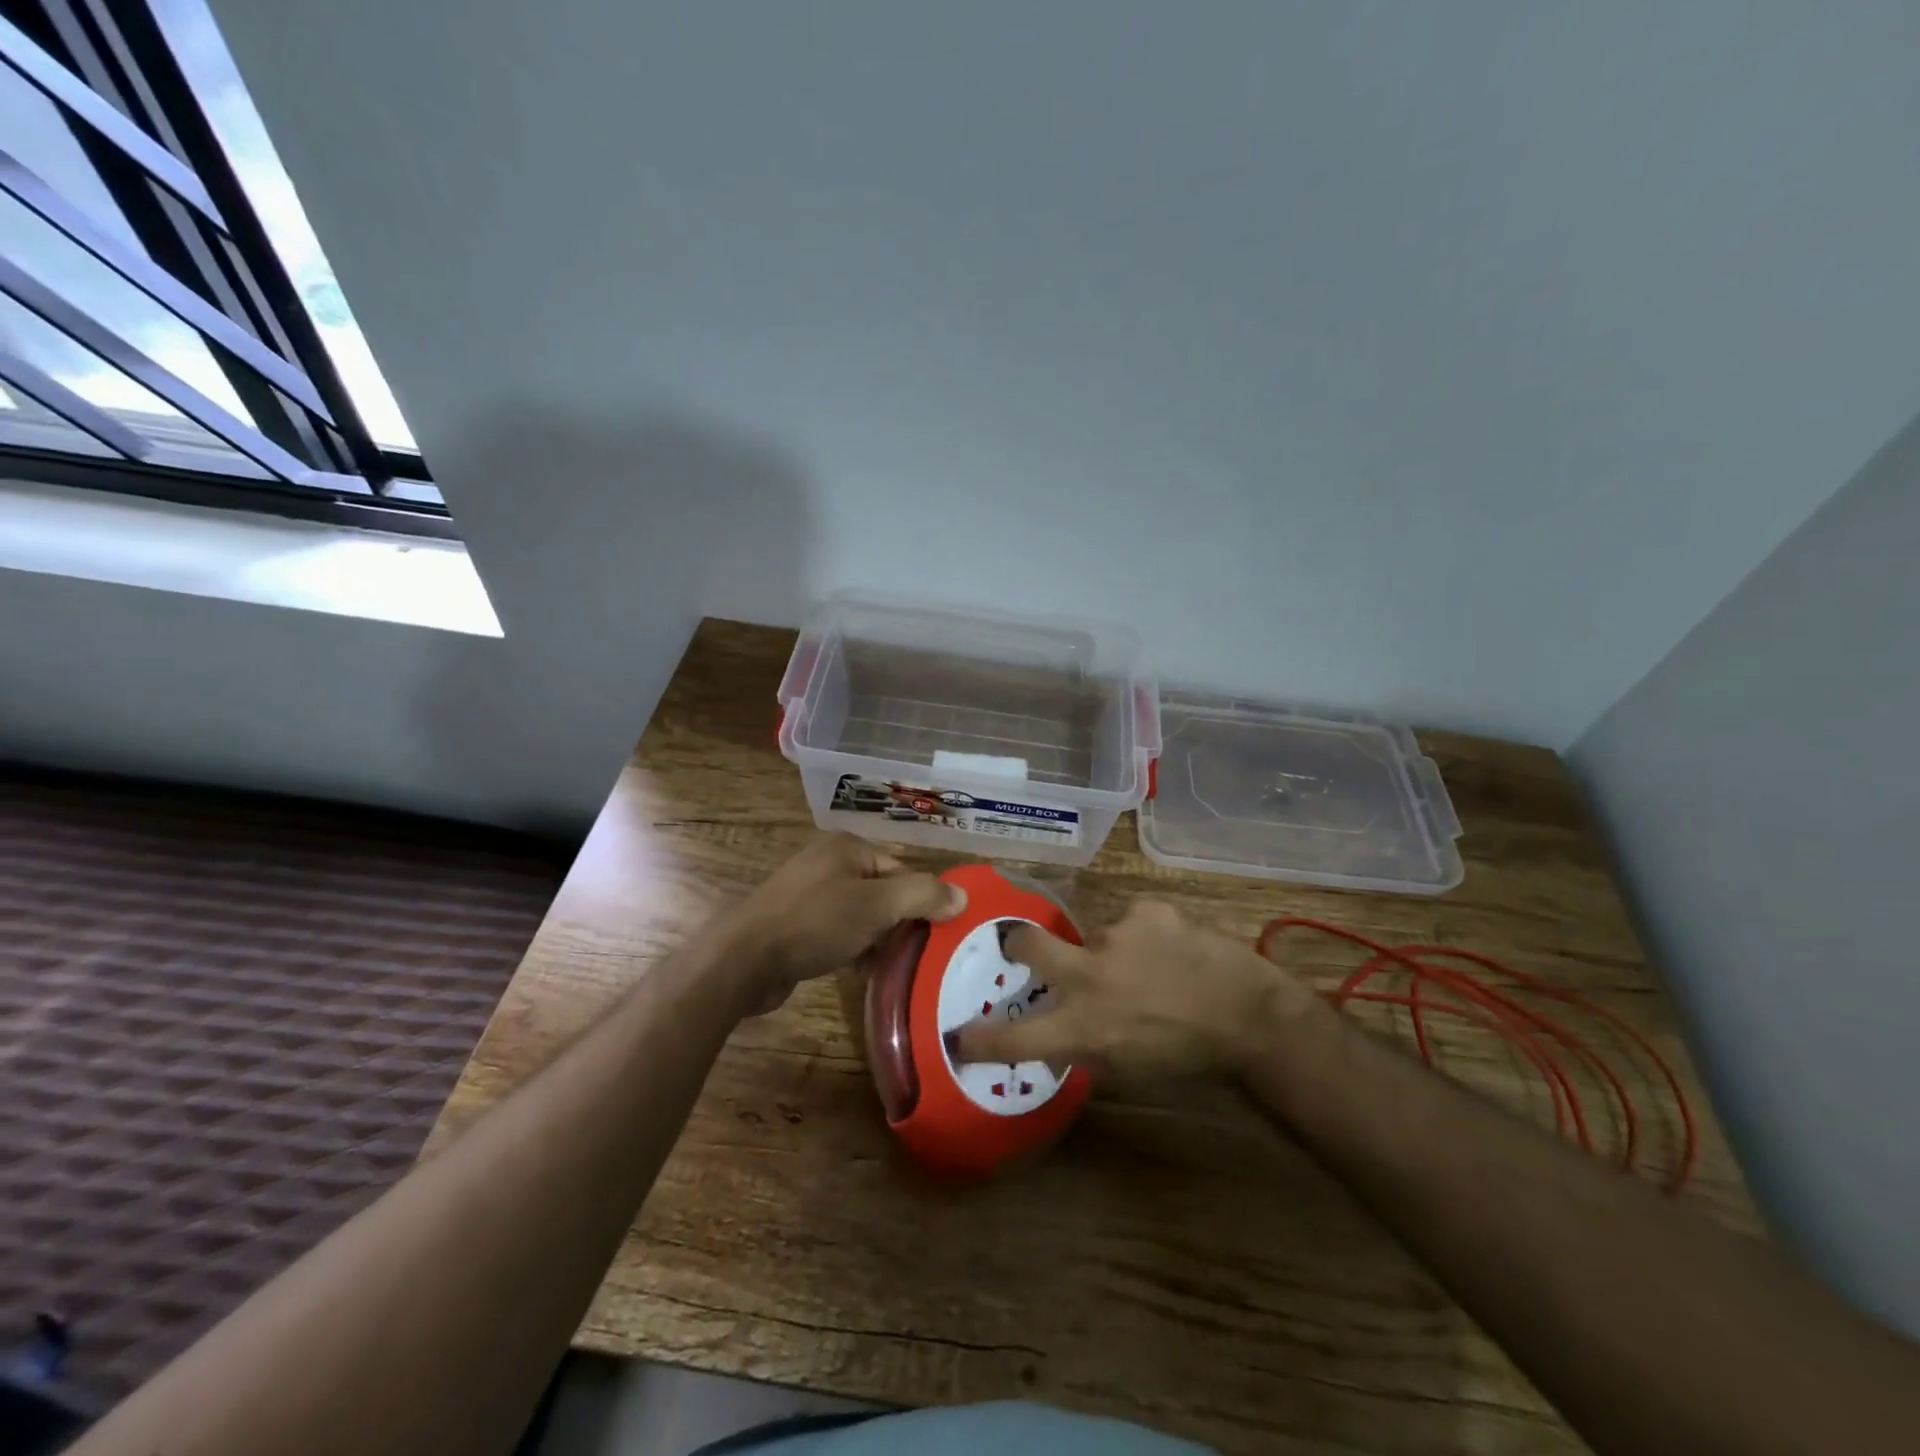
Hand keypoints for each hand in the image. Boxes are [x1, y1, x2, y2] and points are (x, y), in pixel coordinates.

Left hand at [732, 832, 965, 1013]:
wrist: (743, 959)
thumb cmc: (815, 922)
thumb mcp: (876, 905)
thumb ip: (923, 896)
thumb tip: (963, 897)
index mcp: (848, 847)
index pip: (901, 870)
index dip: (921, 902)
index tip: (933, 936)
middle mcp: (829, 862)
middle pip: (883, 892)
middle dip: (898, 923)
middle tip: (915, 955)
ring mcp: (809, 893)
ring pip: (861, 914)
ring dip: (877, 939)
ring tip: (890, 967)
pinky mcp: (796, 923)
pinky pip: (838, 931)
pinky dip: (853, 947)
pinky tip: (859, 970)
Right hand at [953, 899, 1318, 1077]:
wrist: (1250, 1019)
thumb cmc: (1186, 1057)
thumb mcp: (1125, 1066)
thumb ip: (1083, 1042)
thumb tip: (1058, 1027)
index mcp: (1082, 1026)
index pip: (1015, 1037)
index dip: (980, 1039)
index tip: (957, 1036)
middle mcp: (1088, 975)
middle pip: (1027, 944)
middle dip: (1017, 942)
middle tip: (1021, 944)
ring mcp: (1116, 935)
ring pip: (1095, 935)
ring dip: (1114, 950)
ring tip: (1155, 966)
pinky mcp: (1146, 909)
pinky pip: (1132, 919)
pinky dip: (1146, 934)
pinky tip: (1176, 950)